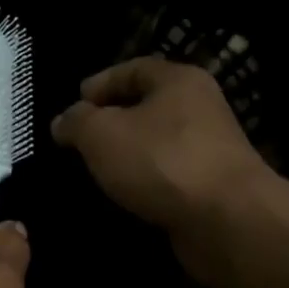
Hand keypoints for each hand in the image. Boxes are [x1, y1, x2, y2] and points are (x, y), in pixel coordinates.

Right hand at [51, 57, 275, 233]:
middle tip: (79, 139)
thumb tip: (63, 121)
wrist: (225, 218)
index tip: (73, 104)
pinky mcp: (210, 184)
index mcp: (178, 80)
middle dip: (111, 120)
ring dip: (126, 153)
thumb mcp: (101, 134)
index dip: (99, 83)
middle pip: (146, 105)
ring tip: (95, 169)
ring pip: (156, 142)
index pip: (133, 69)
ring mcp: (208, 147)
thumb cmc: (160, 161)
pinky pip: (166, 173)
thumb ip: (76, 122)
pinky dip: (143, 179)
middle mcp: (199, 107)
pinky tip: (124, 194)